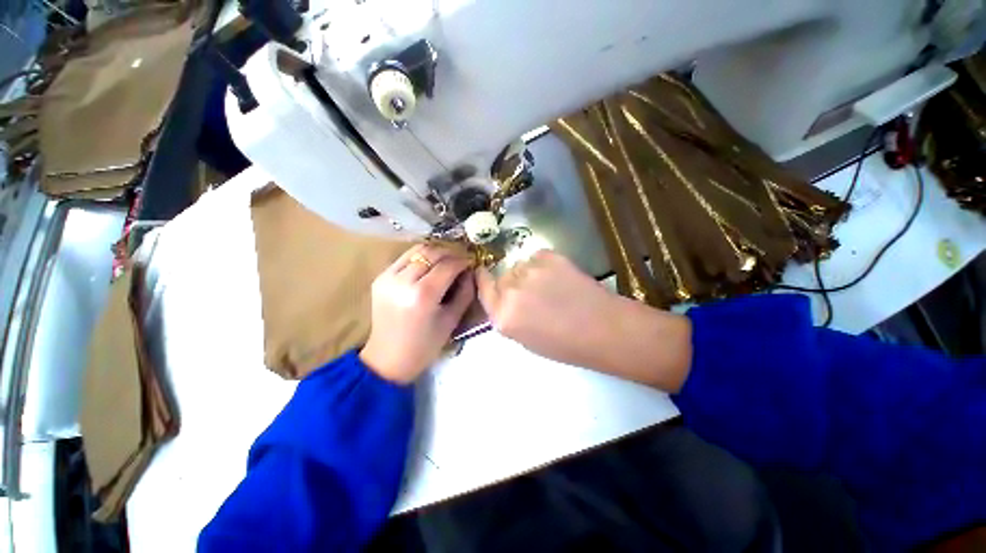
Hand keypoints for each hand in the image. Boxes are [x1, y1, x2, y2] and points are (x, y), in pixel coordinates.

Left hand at [360, 244, 474, 383]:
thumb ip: (465, 292)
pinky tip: (429, 266)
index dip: (463, 260)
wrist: (388, 359)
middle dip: (451, 252)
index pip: (447, 265)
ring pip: (417, 250)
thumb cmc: (425, 345)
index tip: (473, 261)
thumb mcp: (452, 320)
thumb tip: (471, 271)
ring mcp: (388, 277)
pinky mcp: (380, 277)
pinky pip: (405, 258)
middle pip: (431, 253)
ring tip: (447, 259)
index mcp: (422, 295)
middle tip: (462, 259)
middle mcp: (403, 281)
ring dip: (435, 251)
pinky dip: (420, 257)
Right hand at [476, 249, 691, 390]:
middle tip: (533, 292)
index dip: (485, 280)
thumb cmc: (565, 344)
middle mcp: (511, 291)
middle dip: (512, 282)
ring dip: (529, 274)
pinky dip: (545, 265)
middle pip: (502, 276)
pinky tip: (560, 278)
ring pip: (521, 265)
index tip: (486, 275)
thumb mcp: (525, 339)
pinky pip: (537, 257)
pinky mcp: (549, 256)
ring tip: (551, 286)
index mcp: (503, 316)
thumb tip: (504, 297)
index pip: (483, 288)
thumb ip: (508, 316)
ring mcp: (530, 271)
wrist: (603, 329)